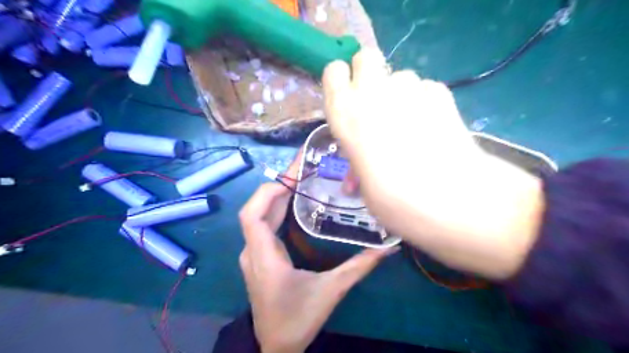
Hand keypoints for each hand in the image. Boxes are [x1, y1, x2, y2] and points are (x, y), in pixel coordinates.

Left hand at [238, 153, 393, 352]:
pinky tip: (295, 203)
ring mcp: (253, 254)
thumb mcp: (332, 291)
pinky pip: (263, 226)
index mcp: (264, 256)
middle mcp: (253, 251)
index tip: (292, 179)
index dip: (268, 192)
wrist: (277, 346)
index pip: (252, 215)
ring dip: (277, 196)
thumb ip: (359, 266)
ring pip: (259, 216)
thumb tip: (388, 248)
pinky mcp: (259, 257)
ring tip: (300, 180)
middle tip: (302, 169)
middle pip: (257, 210)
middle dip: (278, 186)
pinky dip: (277, 210)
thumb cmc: (299, 319)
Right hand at [321, 50, 543, 278]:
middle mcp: (373, 93)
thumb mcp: (364, 183)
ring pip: (400, 76)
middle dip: (368, 76)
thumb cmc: (394, 199)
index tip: (347, 101)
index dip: (341, 83)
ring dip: (400, 95)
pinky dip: (426, 103)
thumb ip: (360, 157)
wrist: (450, 199)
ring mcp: (410, 89)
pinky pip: (426, 89)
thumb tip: (363, 162)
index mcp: (345, 114)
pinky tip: (434, 128)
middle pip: (366, 57)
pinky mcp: (442, 93)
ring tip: (411, 126)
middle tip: (376, 105)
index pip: (333, 71)